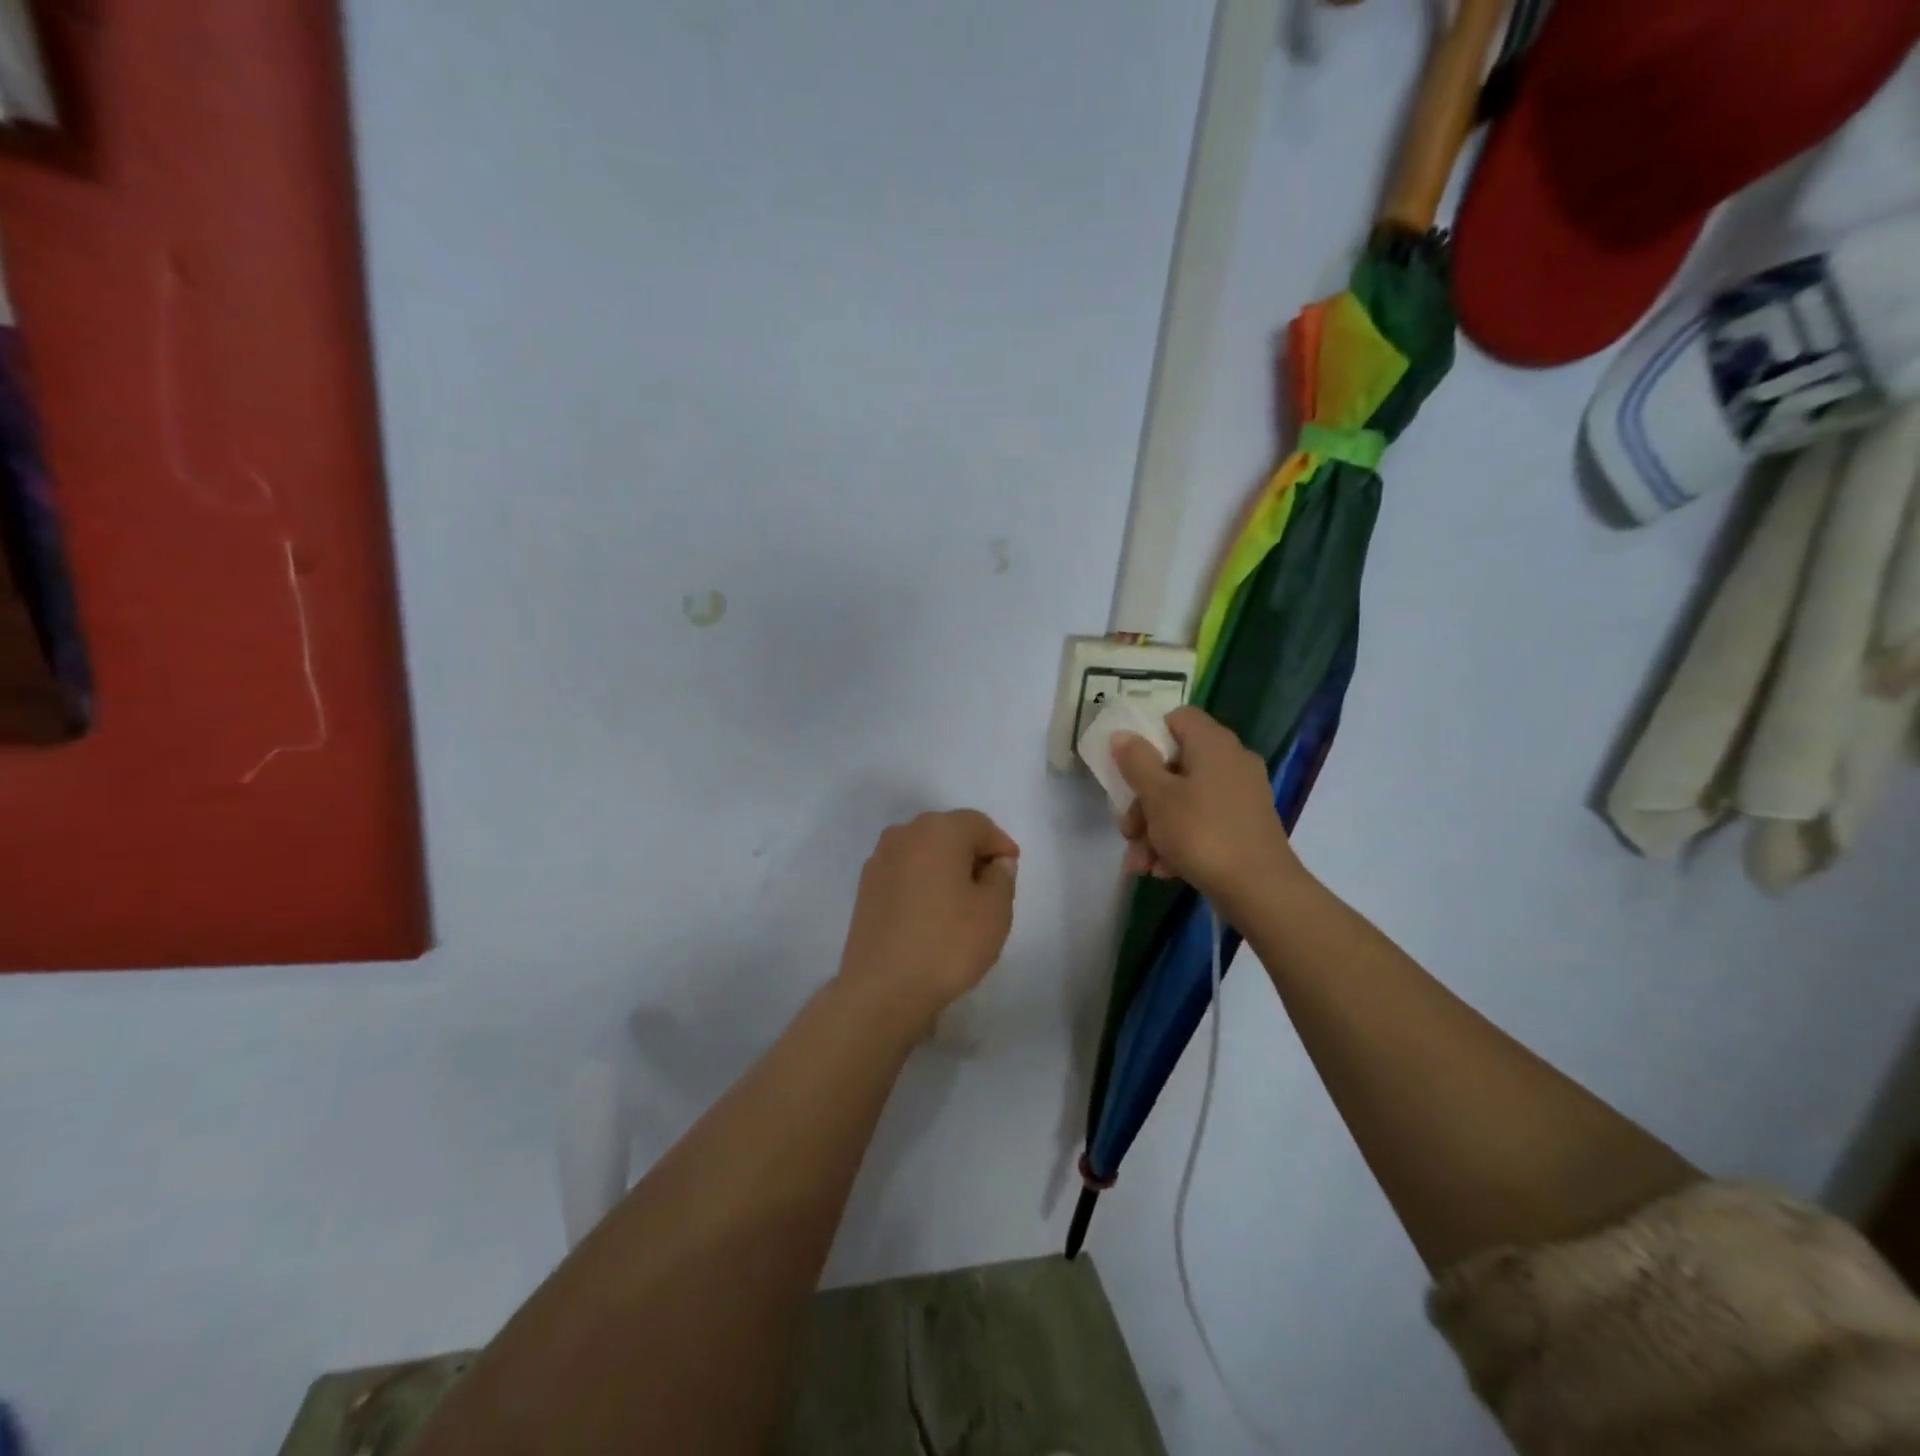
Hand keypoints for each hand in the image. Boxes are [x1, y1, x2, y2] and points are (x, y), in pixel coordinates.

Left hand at [836, 810, 1018, 1031]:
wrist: (883, 988)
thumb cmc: (948, 943)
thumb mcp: (995, 910)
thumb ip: (1002, 877)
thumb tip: (995, 863)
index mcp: (938, 830)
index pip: (979, 824)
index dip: (1000, 845)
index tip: (1011, 871)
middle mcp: (904, 834)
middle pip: (948, 832)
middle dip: (972, 853)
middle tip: (990, 887)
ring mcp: (879, 860)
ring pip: (924, 852)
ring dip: (945, 868)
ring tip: (961, 904)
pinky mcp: (865, 887)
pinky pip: (904, 872)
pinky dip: (922, 883)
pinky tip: (931, 914)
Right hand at [1113, 707, 1304, 915]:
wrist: (1260, 890)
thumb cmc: (1202, 833)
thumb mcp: (1158, 796)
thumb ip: (1136, 762)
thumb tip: (1123, 735)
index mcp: (1213, 744)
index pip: (1177, 718)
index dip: (1149, 738)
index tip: (1129, 768)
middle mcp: (1232, 762)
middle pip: (1174, 766)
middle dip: (1144, 802)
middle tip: (1127, 830)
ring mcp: (1241, 796)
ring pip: (1185, 800)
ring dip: (1155, 829)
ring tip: (1139, 863)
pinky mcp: (1245, 826)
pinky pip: (1202, 823)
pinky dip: (1179, 842)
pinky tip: (1161, 870)